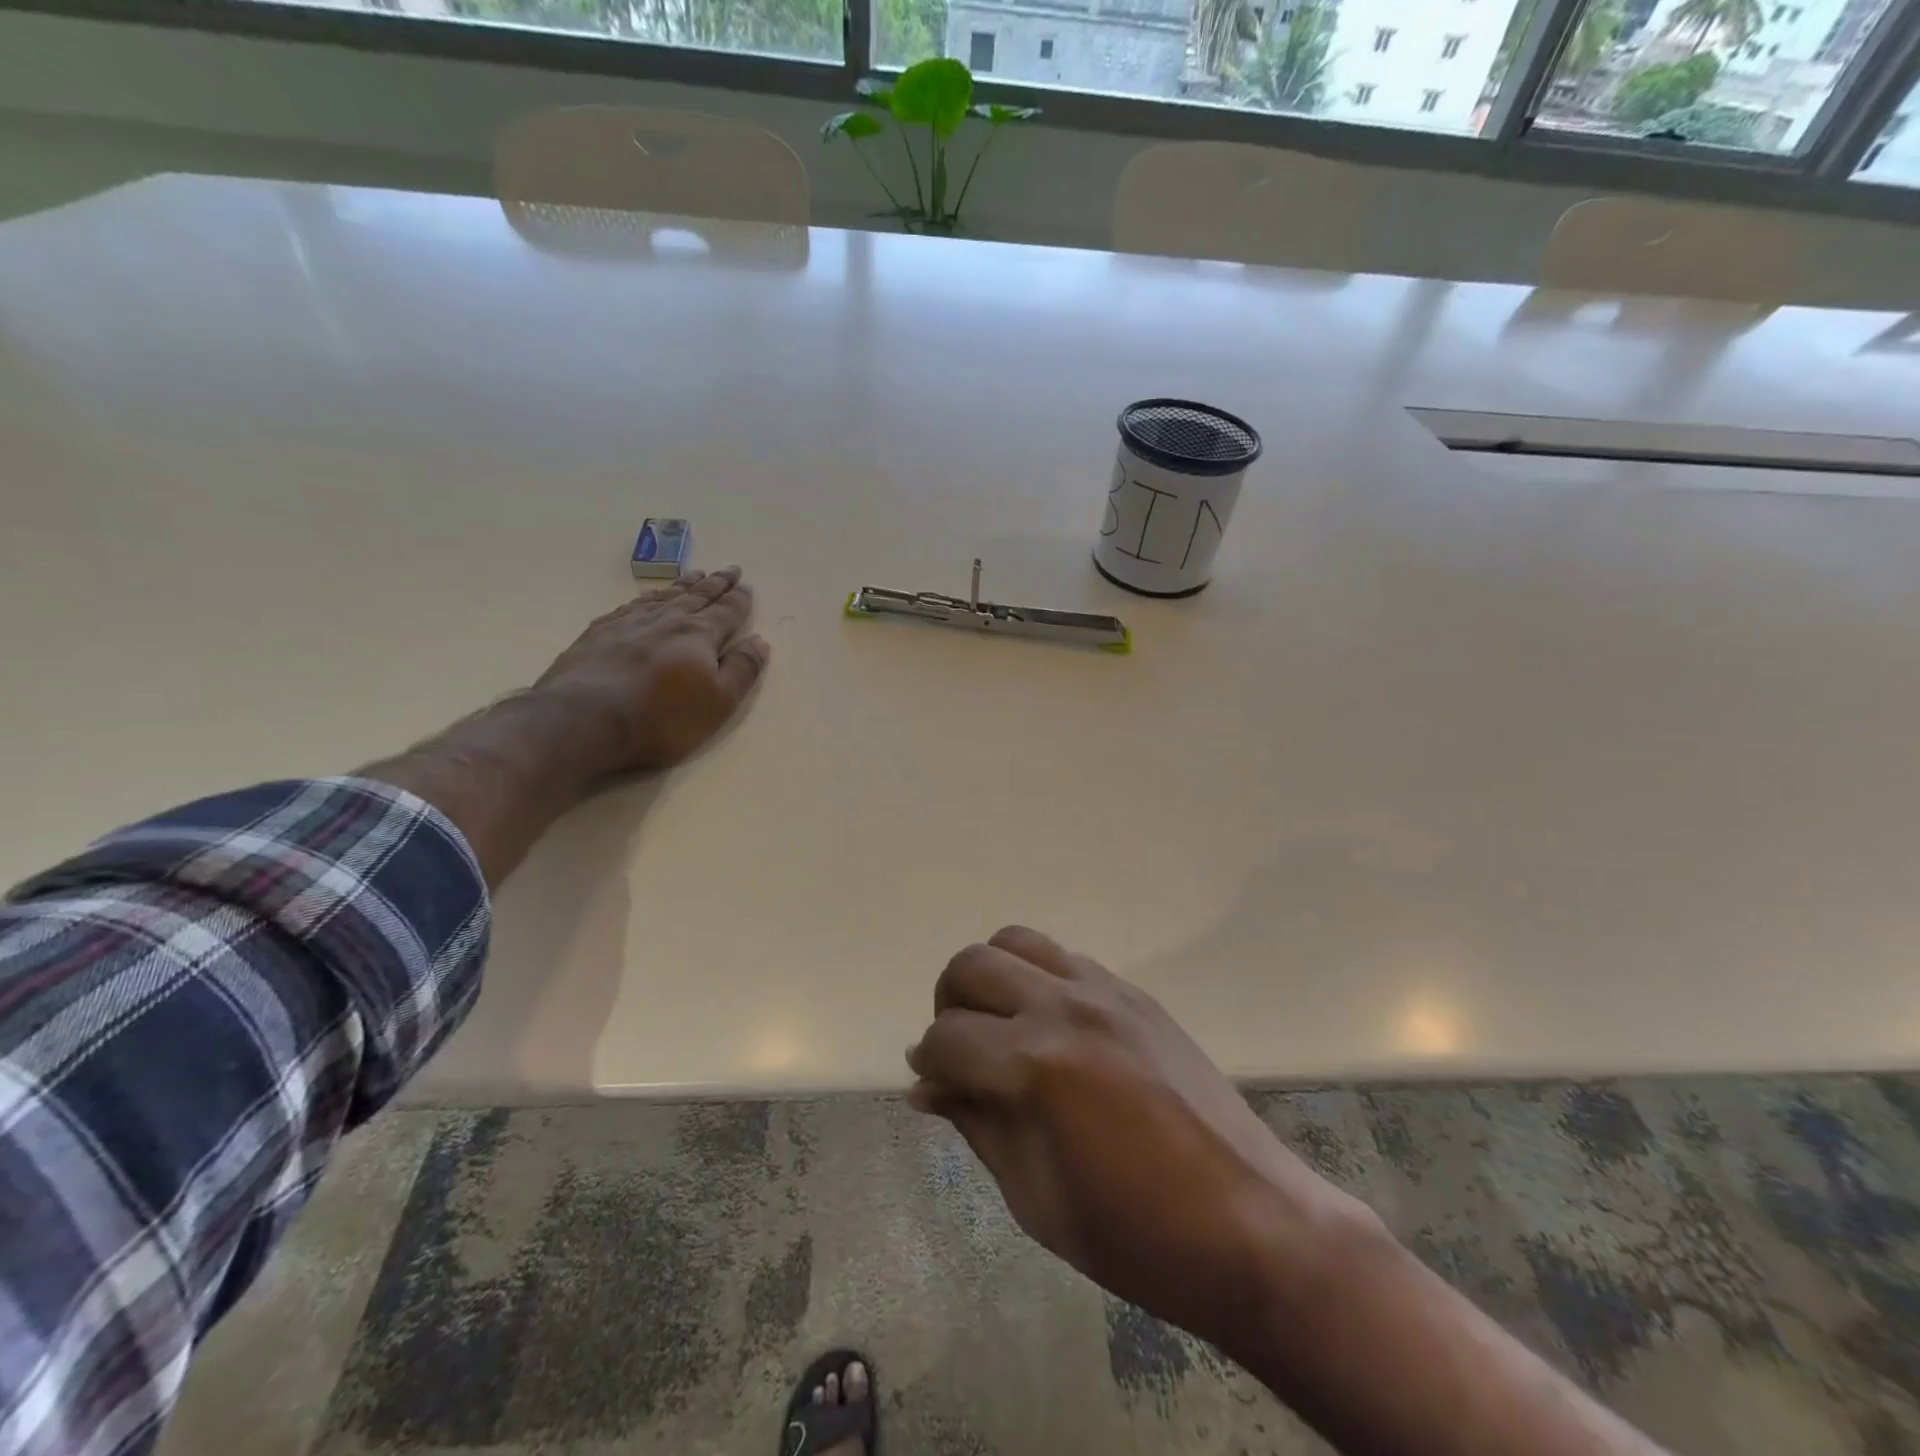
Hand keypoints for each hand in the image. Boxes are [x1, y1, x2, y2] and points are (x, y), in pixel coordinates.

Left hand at [532, 566, 769, 777]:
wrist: (586, 718)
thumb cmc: (662, 717)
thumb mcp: (719, 702)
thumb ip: (742, 670)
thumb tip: (760, 641)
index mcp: (700, 636)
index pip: (726, 612)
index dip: (739, 600)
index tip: (746, 585)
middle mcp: (668, 621)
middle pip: (697, 596)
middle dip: (716, 583)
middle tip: (729, 568)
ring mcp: (630, 623)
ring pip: (665, 597)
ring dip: (683, 585)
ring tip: (695, 574)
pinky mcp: (600, 632)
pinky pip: (631, 606)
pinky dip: (647, 598)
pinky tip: (648, 597)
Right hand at [907, 926, 1376, 1349]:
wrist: (1253, 1224)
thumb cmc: (1136, 1236)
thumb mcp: (1036, 1197)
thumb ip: (976, 1125)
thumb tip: (927, 1088)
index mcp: (1036, 1066)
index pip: (947, 1038)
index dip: (927, 1063)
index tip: (930, 1085)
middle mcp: (1065, 1007)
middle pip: (972, 965)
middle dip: (948, 1005)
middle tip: (959, 1051)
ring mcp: (1105, 991)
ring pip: (1016, 941)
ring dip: (991, 976)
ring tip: (999, 1024)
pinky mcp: (1135, 993)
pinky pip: (1066, 957)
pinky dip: (1038, 977)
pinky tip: (1050, 1025)